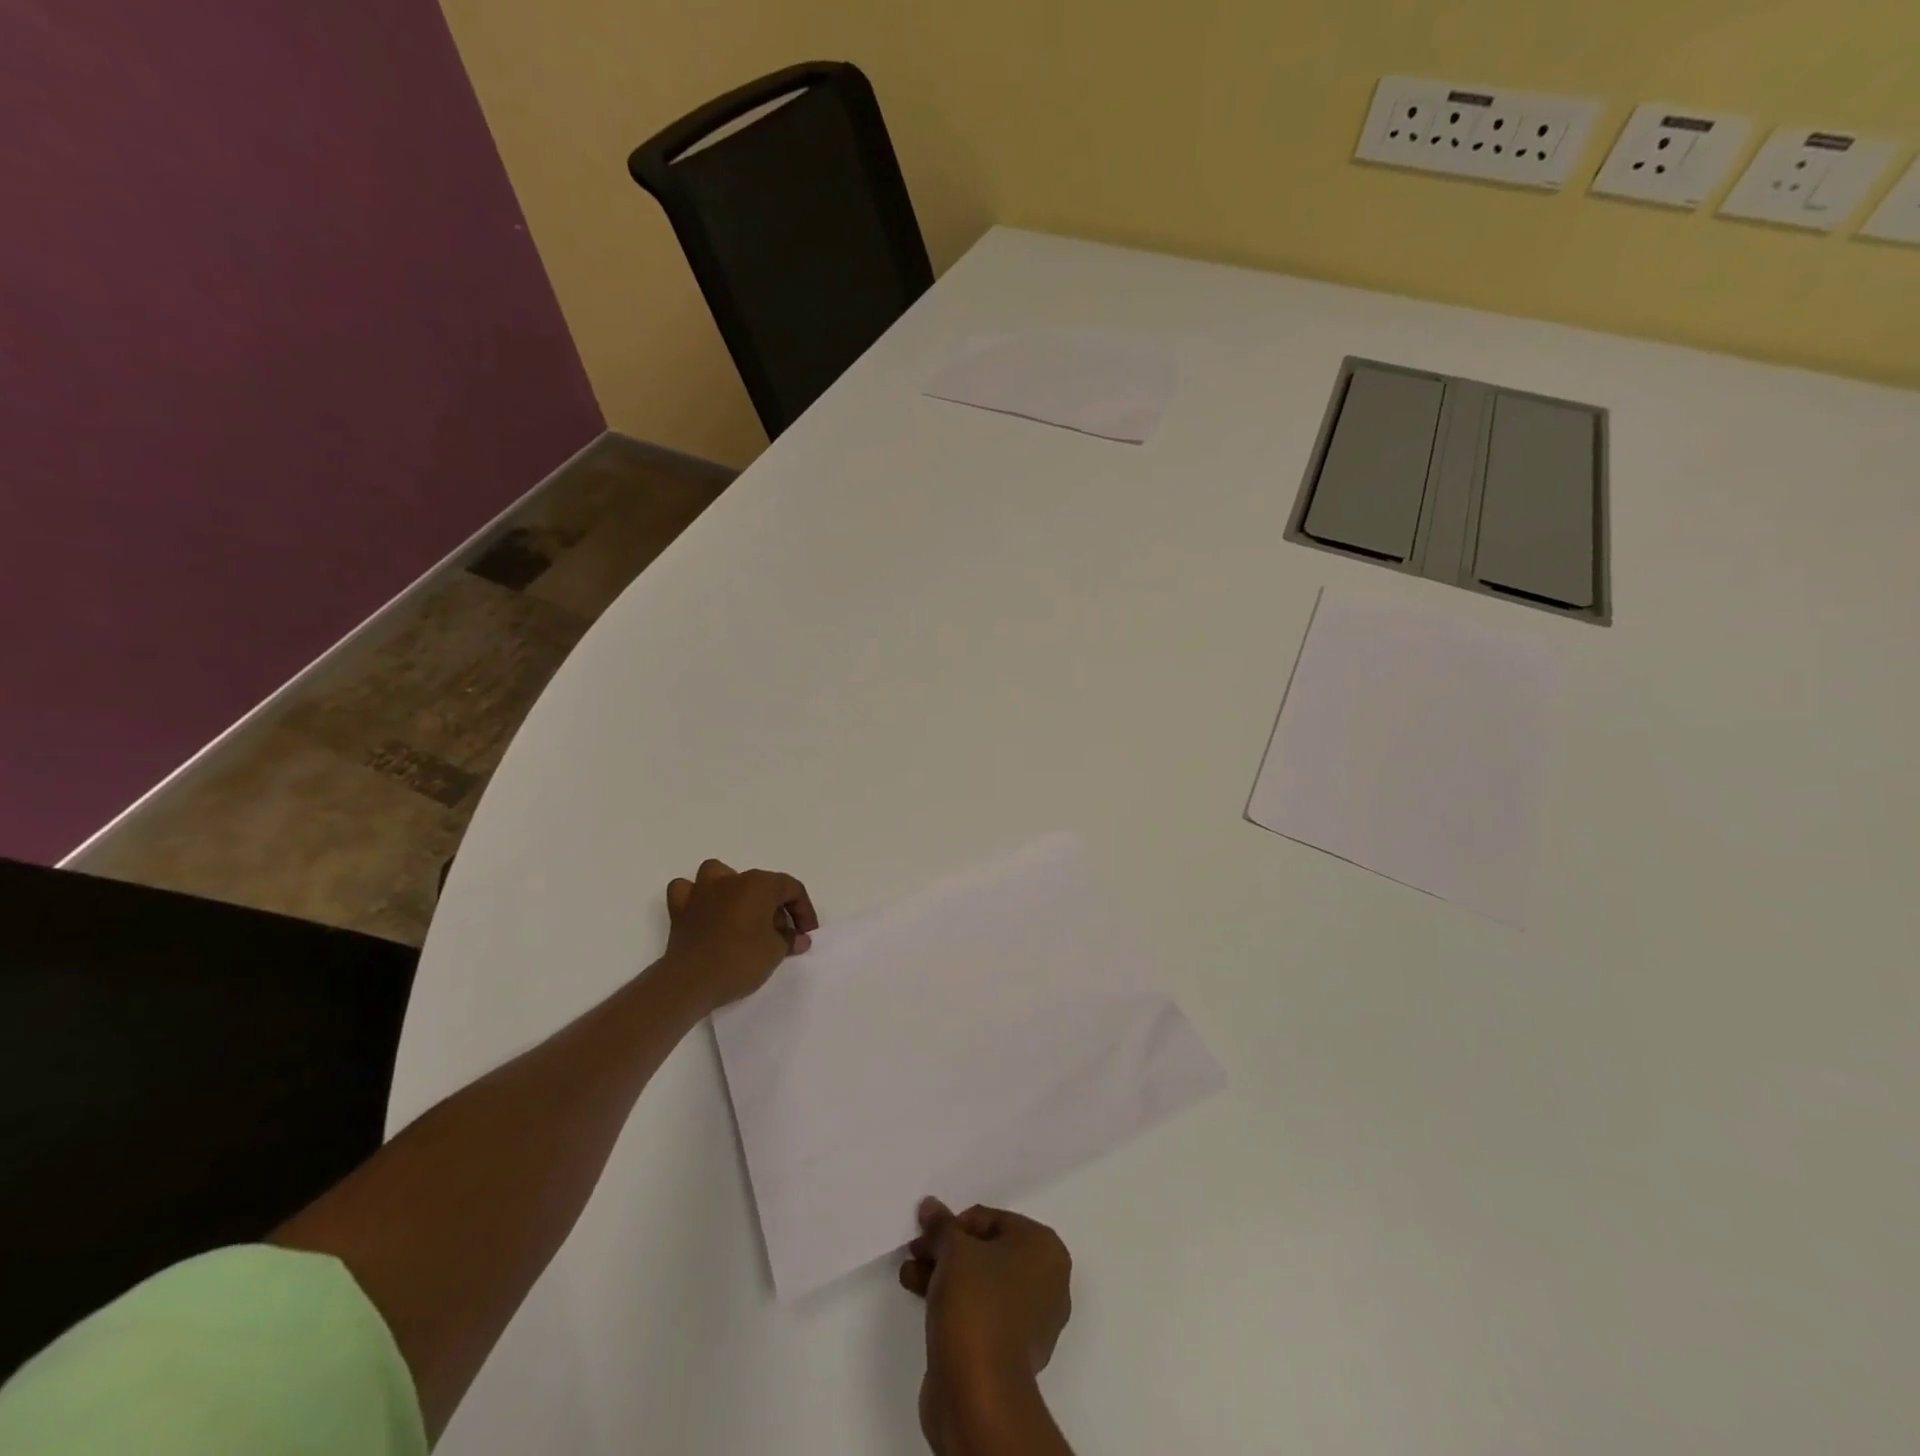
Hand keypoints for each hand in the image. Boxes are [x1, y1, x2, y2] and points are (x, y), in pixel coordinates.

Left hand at [663, 859, 817, 1010]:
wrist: (691, 982)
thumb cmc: (740, 960)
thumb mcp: (776, 952)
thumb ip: (790, 939)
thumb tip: (798, 938)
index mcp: (759, 884)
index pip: (792, 888)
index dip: (804, 911)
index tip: (806, 935)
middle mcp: (731, 880)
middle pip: (762, 884)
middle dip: (776, 908)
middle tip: (782, 936)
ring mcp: (702, 891)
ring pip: (721, 875)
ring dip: (735, 889)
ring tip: (743, 913)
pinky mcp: (680, 909)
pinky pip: (688, 891)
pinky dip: (697, 897)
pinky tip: (706, 912)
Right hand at [900, 1199, 1072, 1451]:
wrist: (980, 1395)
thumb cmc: (976, 1304)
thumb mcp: (954, 1251)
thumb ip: (942, 1225)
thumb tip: (931, 1206)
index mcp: (1045, 1249)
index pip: (993, 1220)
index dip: (955, 1224)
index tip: (927, 1233)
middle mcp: (1047, 1281)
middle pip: (987, 1251)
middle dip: (948, 1250)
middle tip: (916, 1251)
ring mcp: (1031, 1320)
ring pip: (982, 1283)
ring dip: (945, 1275)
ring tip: (909, 1275)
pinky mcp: (1011, 1352)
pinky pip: (981, 1312)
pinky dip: (954, 1302)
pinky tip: (922, 1299)